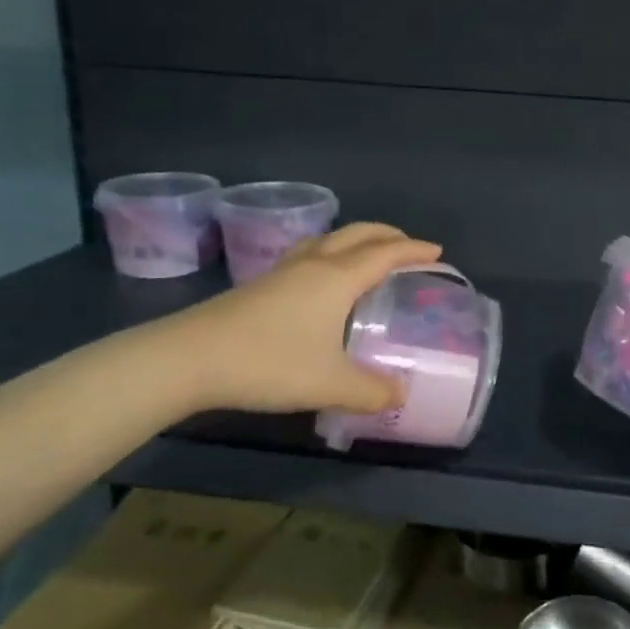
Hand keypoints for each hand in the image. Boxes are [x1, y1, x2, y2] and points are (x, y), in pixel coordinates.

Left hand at [179, 223, 441, 414]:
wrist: (191, 358)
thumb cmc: (269, 362)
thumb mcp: (330, 384)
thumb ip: (371, 390)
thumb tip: (400, 393)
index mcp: (337, 278)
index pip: (385, 254)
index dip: (414, 251)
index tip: (438, 253)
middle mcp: (313, 264)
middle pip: (357, 235)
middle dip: (387, 236)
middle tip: (409, 247)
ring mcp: (282, 271)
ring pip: (327, 240)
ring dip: (354, 240)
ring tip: (366, 256)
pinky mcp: (260, 284)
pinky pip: (307, 255)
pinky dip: (328, 255)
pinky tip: (319, 281)